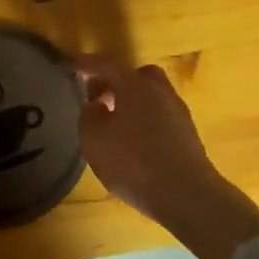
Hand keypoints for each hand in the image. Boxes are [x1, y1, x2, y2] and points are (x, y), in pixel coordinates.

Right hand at [76, 54, 258, 258]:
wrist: (185, 194)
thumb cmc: (132, 162)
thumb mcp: (94, 139)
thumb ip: (89, 115)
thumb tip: (97, 104)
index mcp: (135, 85)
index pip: (107, 64)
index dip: (87, 64)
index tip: (71, 66)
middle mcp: (160, 92)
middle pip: (137, 76)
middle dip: (116, 82)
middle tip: (98, 98)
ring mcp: (178, 113)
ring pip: (151, 97)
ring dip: (131, 103)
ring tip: (113, 124)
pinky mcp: (187, 135)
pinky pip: (160, 117)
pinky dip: (144, 120)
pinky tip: (133, 142)